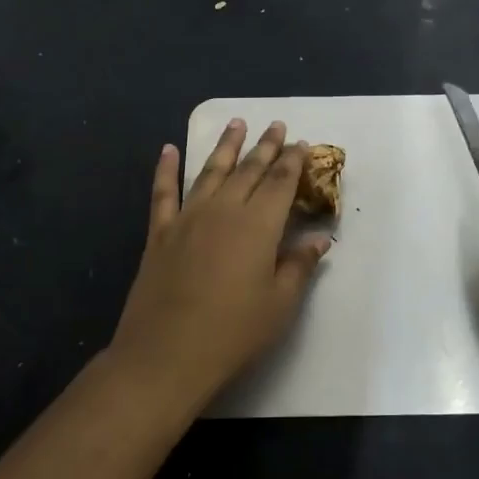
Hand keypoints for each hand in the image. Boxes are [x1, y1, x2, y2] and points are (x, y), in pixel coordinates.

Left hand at [109, 120, 331, 400]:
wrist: (166, 355)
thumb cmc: (233, 333)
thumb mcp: (279, 304)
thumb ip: (299, 266)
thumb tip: (319, 239)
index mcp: (258, 225)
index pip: (280, 182)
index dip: (293, 161)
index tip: (302, 143)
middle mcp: (223, 210)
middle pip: (249, 170)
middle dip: (265, 146)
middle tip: (276, 126)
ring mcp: (187, 218)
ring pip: (210, 171)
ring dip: (226, 146)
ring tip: (236, 123)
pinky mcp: (159, 234)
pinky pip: (163, 192)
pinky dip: (166, 169)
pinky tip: (168, 149)